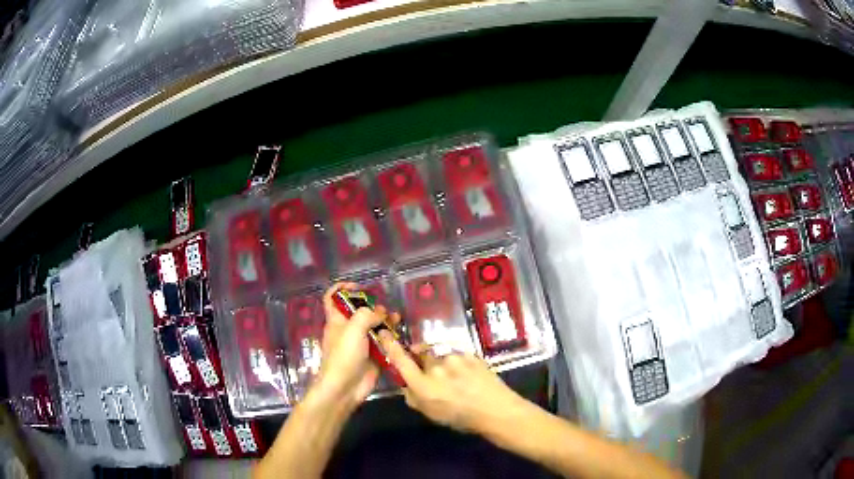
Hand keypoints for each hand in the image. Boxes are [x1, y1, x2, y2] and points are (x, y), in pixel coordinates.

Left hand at [312, 283, 397, 408]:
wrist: (345, 388)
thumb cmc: (343, 356)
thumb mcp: (353, 329)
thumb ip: (367, 315)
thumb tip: (381, 312)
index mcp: (337, 321)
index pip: (332, 298)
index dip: (342, 288)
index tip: (358, 287)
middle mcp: (348, 330)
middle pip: (359, 311)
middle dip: (372, 306)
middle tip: (384, 308)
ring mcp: (361, 344)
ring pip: (374, 327)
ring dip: (385, 321)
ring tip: (397, 318)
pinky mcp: (372, 356)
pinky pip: (383, 343)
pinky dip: (391, 338)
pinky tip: (400, 335)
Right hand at [379, 334, 526, 433]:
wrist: (496, 410)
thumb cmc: (461, 417)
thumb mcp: (430, 414)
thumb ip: (413, 397)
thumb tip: (406, 384)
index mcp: (422, 384)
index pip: (400, 360)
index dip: (390, 346)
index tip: (383, 333)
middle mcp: (435, 366)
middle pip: (422, 356)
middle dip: (424, 363)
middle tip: (435, 377)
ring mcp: (454, 358)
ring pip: (440, 356)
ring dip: (443, 364)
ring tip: (457, 380)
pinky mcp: (470, 354)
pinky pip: (456, 356)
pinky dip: (457, 364)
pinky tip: (467, 377)